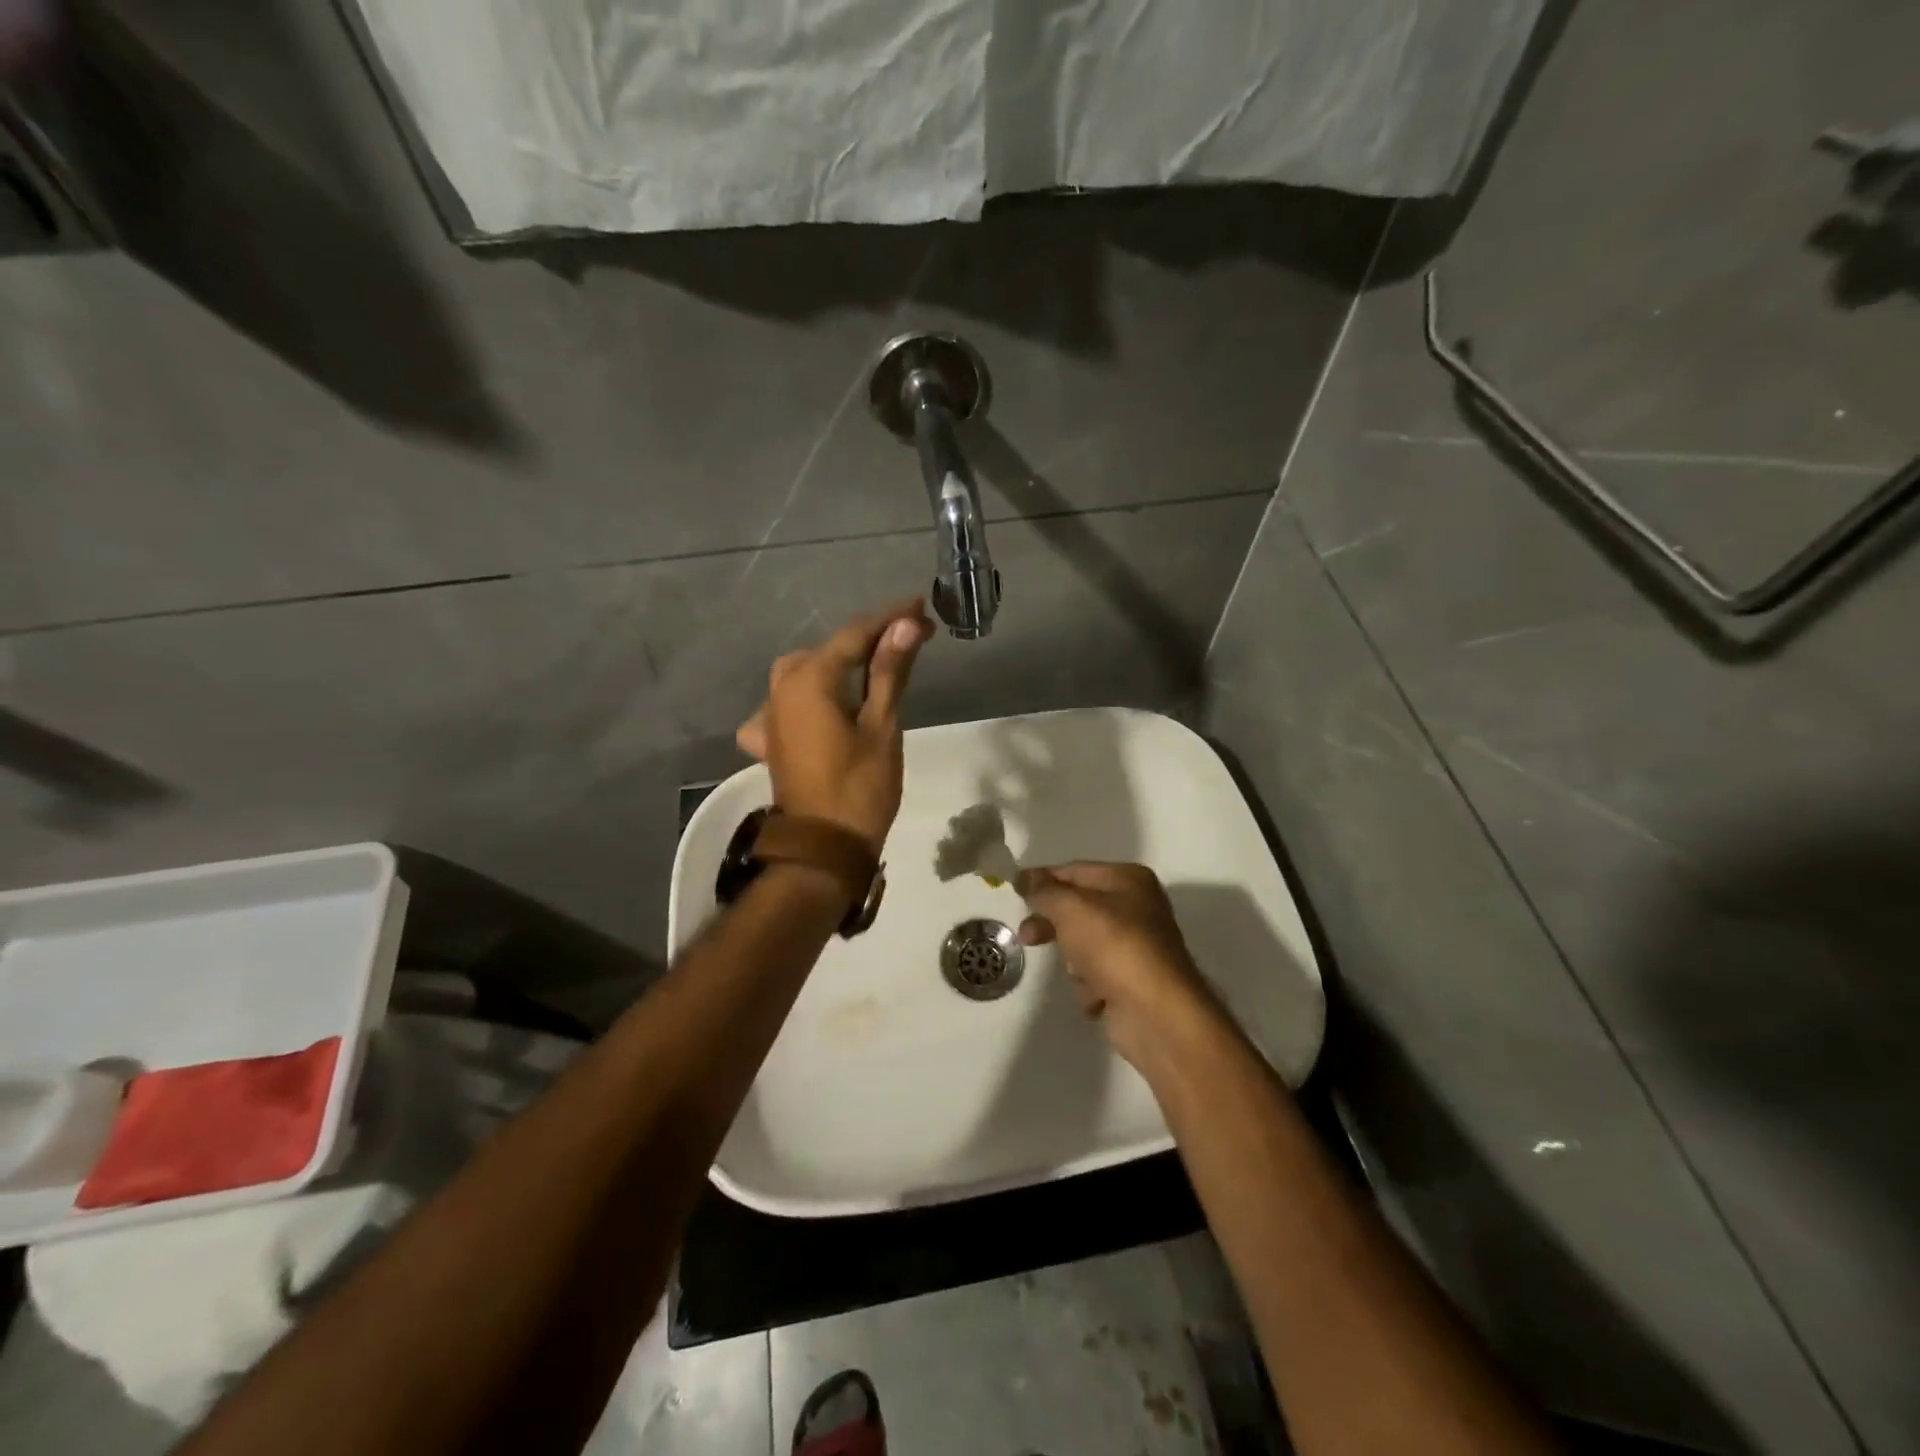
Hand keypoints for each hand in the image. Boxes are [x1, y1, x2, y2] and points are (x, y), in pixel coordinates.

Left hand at [736, 600, 932, 851]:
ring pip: (805, 671)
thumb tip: (906, 625)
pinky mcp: (770, 739)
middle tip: (909, 639)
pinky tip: (823, 706)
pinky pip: (787, 703)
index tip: (920, 608)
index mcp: (809, 679)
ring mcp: (770, 715)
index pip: (855, 635)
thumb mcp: (882, 726)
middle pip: (829, 650)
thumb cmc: (860, 788)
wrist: (822, 848)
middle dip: (868, 639)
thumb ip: (889, 672)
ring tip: (873, 665)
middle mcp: (782, 688)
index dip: (889, 619)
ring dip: (838, 663)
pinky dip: (809, 695)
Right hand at [1016, 863, 1226, 1069]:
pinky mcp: (1132, 981)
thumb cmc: (1114, 946)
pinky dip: (1091, 985)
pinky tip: (1098, 994)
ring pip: (1084, 944)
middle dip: (1052, 924)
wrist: (1156, 1013)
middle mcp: (1136, 908)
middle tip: (1027, 936)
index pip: (1075, 871)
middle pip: (1078, 909)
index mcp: (1129, 880)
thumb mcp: (1071, 908)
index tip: (1014, 890)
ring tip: (1083, 973)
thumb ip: (1044, 890)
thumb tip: (1025, 877)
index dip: (1043, 880)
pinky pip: (1097, 975)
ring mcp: (1135, 946)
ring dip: (1074, 960)